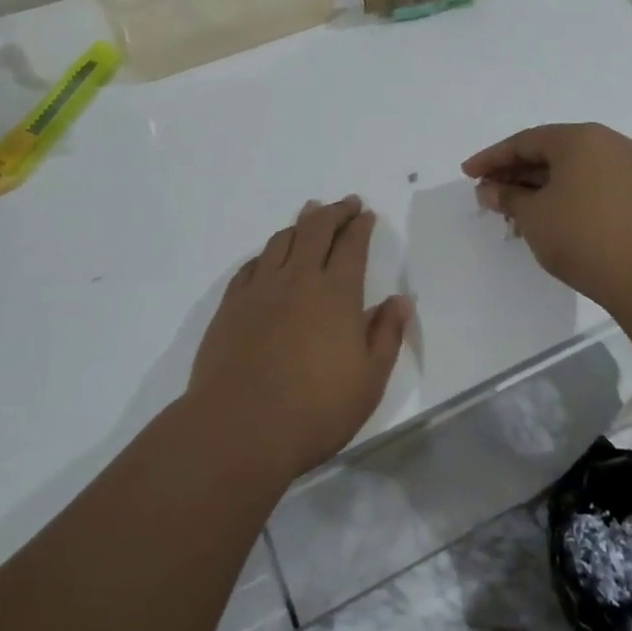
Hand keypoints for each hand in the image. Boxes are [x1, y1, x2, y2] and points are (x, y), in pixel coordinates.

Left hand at [187, 196, 411, 478]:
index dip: (361, 225)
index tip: (367, 214)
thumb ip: (386, 334)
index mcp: (337, 293)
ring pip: (281, 240)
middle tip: (345, 203)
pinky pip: (251, 265)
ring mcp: (260, 289)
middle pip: (316, 229)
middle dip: (334, 211)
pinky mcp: (231, 305)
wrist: (239, 428)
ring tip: (309, 216)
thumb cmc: (315, 410)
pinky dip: (267, 252)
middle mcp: (298, 279)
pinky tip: (269, 257)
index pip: (352, 245)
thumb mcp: (369, 380)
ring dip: (300, 223)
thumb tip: (400, 300)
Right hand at [462, 124, 631, 312]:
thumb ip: (508, 197)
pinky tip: (542, 217)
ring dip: (536, 186)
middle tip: (486, 193)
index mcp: (581, 138)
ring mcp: (626, 169)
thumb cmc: (582, 236)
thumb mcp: (534, 216)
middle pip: (549, 151)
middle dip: (514, 172)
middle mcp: (607, 144)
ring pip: (570, 170)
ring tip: (509, 209)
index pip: (526, 141)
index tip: (467, 174)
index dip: (492, 158)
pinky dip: (562, 195)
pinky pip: (588, 184)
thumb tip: (489, 189)